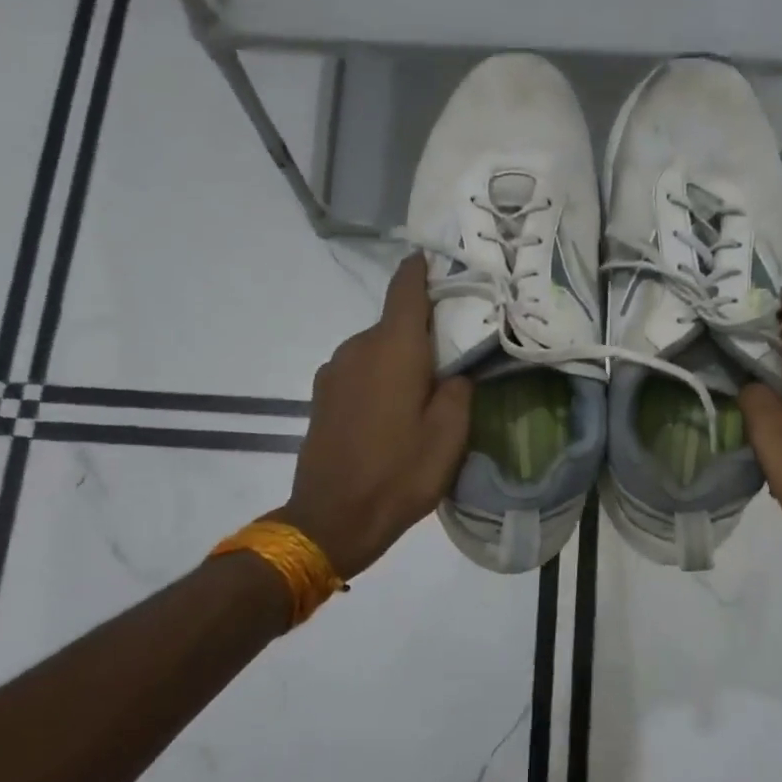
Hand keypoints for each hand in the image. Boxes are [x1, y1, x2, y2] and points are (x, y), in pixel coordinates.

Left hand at [271, 254, 472, 579]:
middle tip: (456, 352)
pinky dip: (381, 376)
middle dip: (424, 330)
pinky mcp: (322, 395)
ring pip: (377, 348)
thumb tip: (454, 370)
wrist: (332, 519)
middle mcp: (358, 347)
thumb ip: (459, 389)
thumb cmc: (399, 474)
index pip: (406, 288)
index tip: (442, 262)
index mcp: (393, 348)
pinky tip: (394, 411)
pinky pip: (360, 370)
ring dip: (402, 358)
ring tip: (426, 391)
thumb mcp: (450, 435)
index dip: (423, 270)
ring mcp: (334, 371)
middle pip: (395, 322)